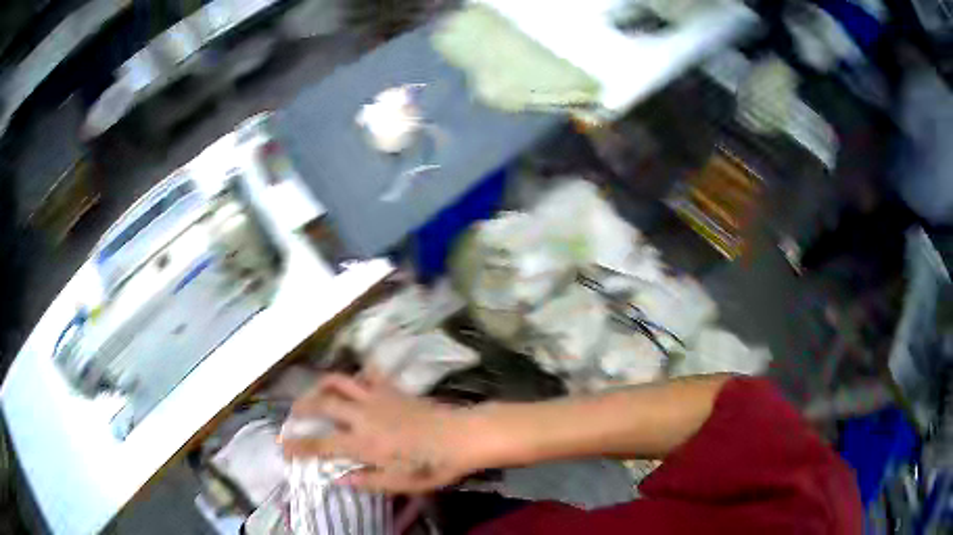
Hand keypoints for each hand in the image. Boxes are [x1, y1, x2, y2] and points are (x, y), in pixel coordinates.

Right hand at [282, 373, 472, 493]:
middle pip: (322, 403)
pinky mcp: (392, 388)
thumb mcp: (400, 483)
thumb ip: (366, 481)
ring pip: (339, 381)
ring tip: (315, 393)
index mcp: (362, 443)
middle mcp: (362, 415)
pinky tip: (354, 383)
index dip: (298, 445)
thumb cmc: (432, 465)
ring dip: (321, 385)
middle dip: (301, 407)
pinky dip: (355, 376)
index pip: (320, 443)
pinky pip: (367, 375)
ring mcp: (377, 397)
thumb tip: (338, 480)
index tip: (282, 446)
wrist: (463, 436)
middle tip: (293, 414)